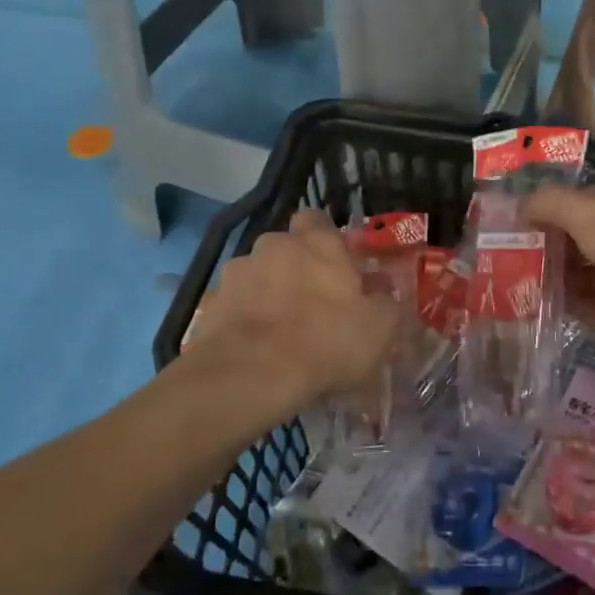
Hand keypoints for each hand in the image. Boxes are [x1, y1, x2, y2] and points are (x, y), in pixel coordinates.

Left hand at [182, 210, 398, 416]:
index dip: (326, 240)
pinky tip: (254, 347)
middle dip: (295, 268)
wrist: (251, 375)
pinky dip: (243, 318)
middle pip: (286, 248)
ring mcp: (238, 271)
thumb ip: (383, 302)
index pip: (318, 220)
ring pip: (258, 275)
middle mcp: (274, 245)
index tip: (337, 267)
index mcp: (318, 242)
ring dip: (267, 293)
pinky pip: (234, 304)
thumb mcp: (379, 329)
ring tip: (278, 332)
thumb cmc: (326, 343)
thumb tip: (378, 292)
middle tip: (311, 304)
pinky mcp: (211, 302)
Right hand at [525, 178, 594, 355]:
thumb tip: (519, 208)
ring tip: (524, 293)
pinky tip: (552, 313)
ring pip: (590, 275)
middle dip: (550, 252)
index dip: (548, 213)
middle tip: (513, 266)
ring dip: (561, 283)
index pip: (580, 201)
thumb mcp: (587, 211)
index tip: (515, 230)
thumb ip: (548, 204)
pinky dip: (580, 309)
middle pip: (582, 240)